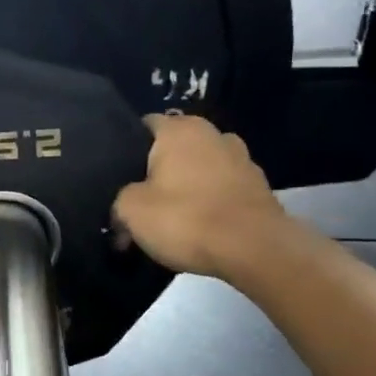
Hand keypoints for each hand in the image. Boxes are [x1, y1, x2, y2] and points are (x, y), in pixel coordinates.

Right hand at [112, 115, 287, 278]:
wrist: (254, 249)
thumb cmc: (186, 219)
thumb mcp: (131, 211)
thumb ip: (119, 201)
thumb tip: (122, 209)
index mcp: (179, 130)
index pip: (144, 125)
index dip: (126, 150)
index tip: (116, 177)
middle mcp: (213, 134)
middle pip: (173, 149)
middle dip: (156, 173)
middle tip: (139, 203)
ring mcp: (241, 159)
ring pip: (199, 170)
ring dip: (185, 188)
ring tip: (171, 220)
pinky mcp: (259, 187)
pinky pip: (221, 190)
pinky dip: (209, 204)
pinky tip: (199, 229)